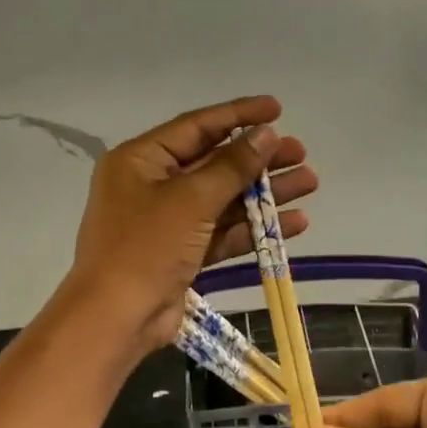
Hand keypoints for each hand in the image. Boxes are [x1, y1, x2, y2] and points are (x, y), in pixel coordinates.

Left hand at [67, 95, 317, 352]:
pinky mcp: (182, 254)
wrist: (117, 318)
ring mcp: (168, 223)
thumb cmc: (147, 246)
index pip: (197, 126)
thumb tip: (266, 134)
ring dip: (265, 193)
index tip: (277, 109)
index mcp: (141, 160)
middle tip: (300, 153)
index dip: (238, 115)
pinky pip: (223, 232)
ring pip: (224, 199)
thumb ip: (232, 165)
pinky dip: (254, 228)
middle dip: (259, 160)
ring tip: (309, 183)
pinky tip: (295, 223)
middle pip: (214, 163)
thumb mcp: (191, 199)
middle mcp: (152, 185)